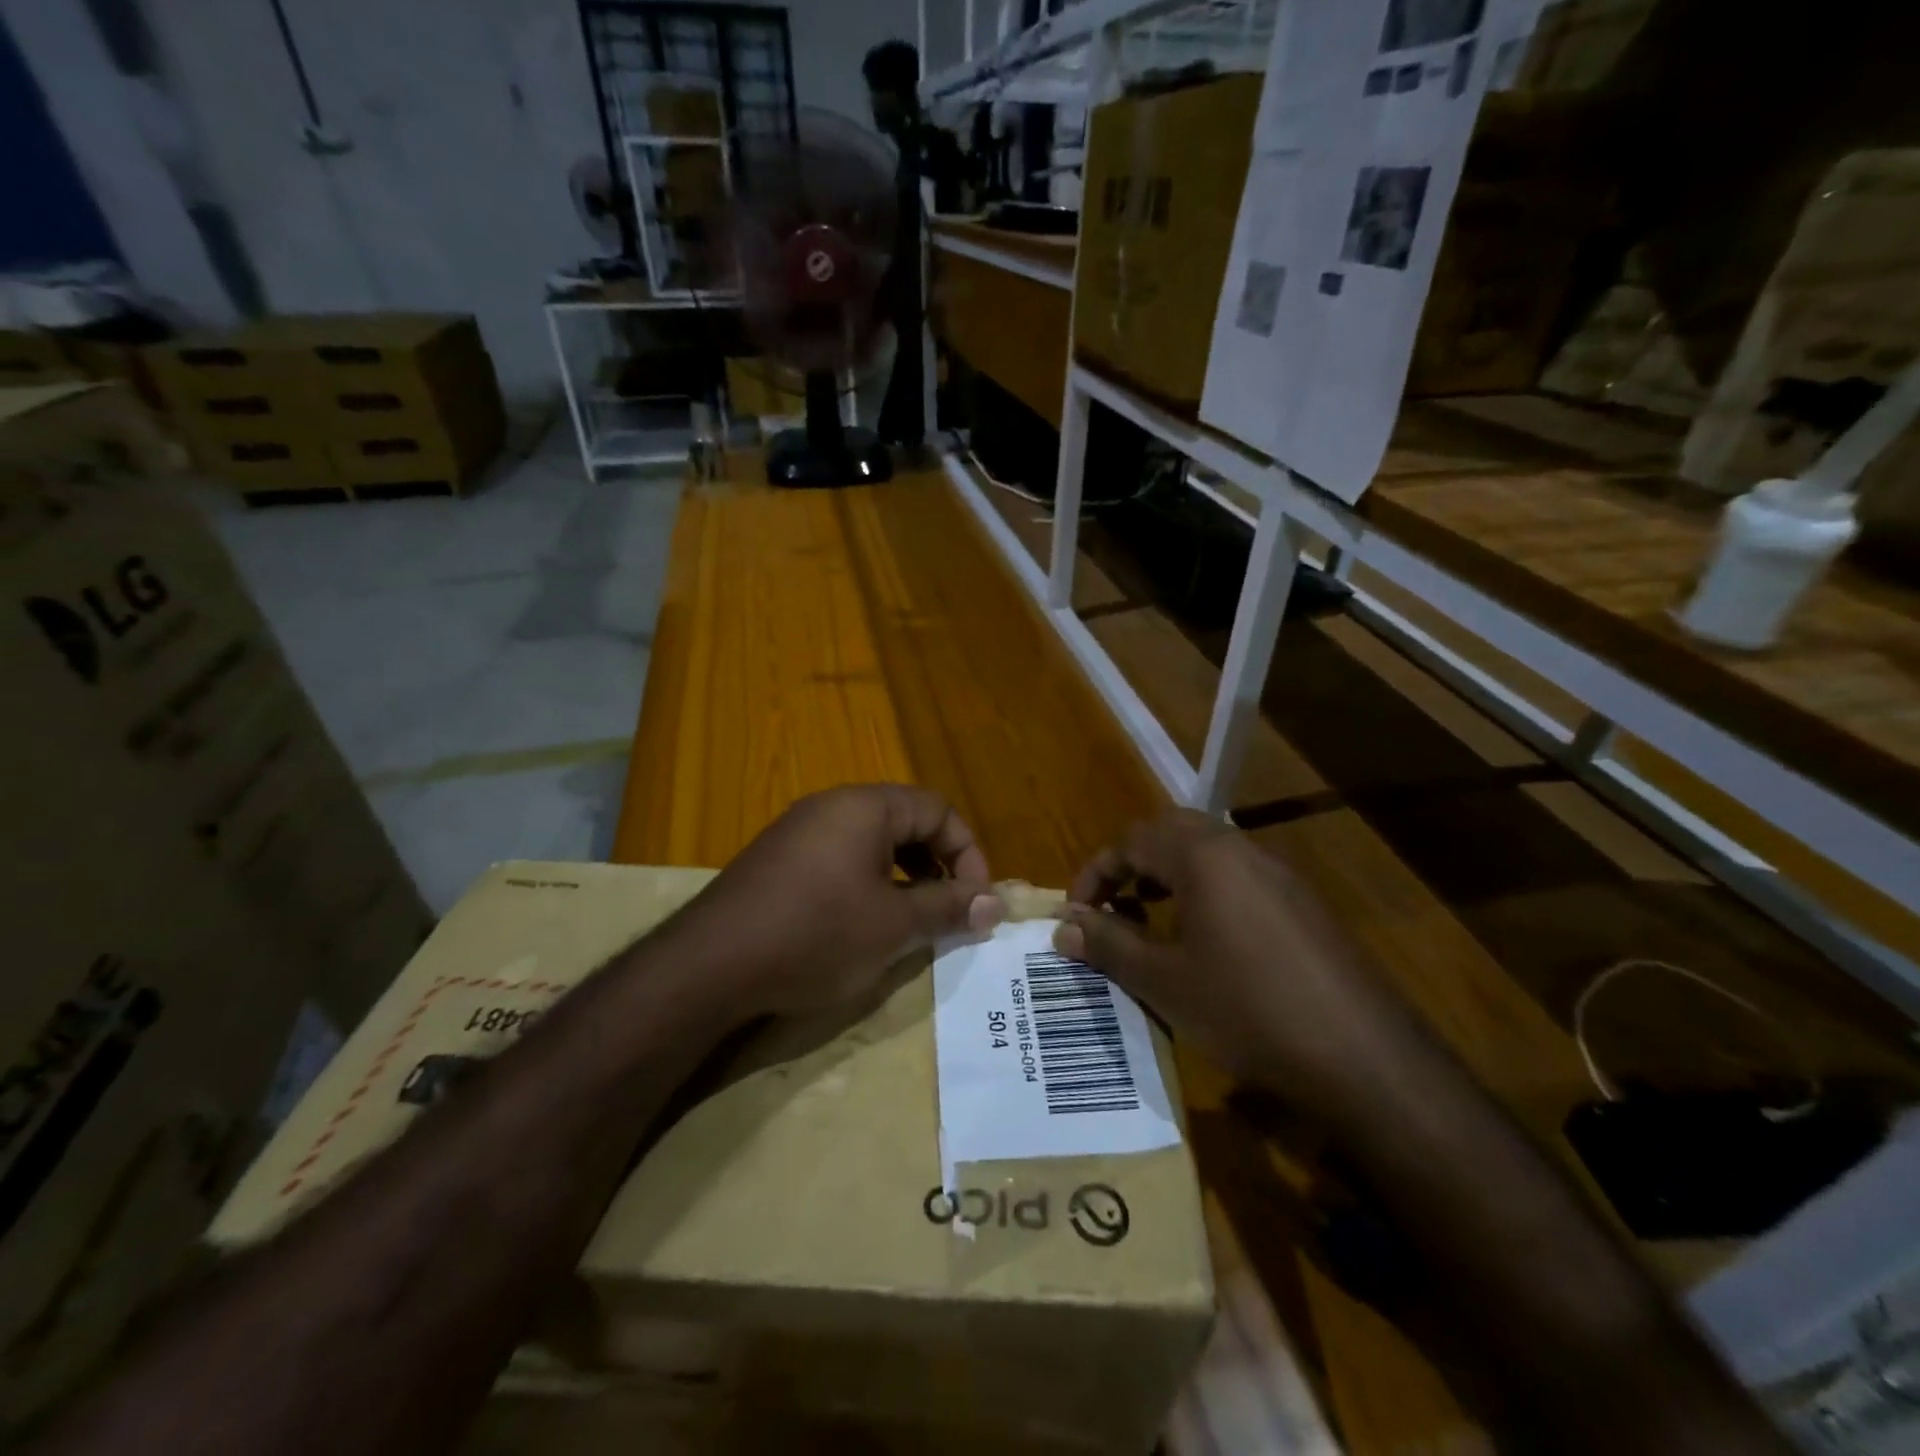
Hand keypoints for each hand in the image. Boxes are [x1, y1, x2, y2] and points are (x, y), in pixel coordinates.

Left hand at [669, 785, 1001, 1015]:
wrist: (709, 965)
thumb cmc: (815, 935)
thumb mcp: (893, 927)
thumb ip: (948, 908)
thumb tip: (995, 904)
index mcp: (866, 806)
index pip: (939, 810)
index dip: (969, 854)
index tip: (976, 902)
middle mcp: (833, 805)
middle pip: (907, 820)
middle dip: (938, 864)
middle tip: (949, 910)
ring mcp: (800, 830)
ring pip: (873, 841)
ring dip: (905, 876)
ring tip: (912, 919)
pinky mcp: (779, 859)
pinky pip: (841, 857)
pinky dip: (869, 882)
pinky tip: (864, 922)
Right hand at [1053, 811, 1422, 1115]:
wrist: (1363, 1057)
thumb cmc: (1246, 1010)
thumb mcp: (1163, 981)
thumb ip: (1108, 945)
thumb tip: (1062, 926)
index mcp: (1203, 856)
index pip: (1131, 841)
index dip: (1095, 873)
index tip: (1075, 914)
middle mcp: (1242, 850)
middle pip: (1170, 833)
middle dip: (1132, 864)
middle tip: (1112, 907)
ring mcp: (1280, 875)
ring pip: (1208, 853)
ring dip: (1169, 876)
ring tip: (1150, 922)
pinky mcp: (1305, 904)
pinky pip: (1239, 878)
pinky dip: (1206, 893)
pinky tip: (1206, 944)